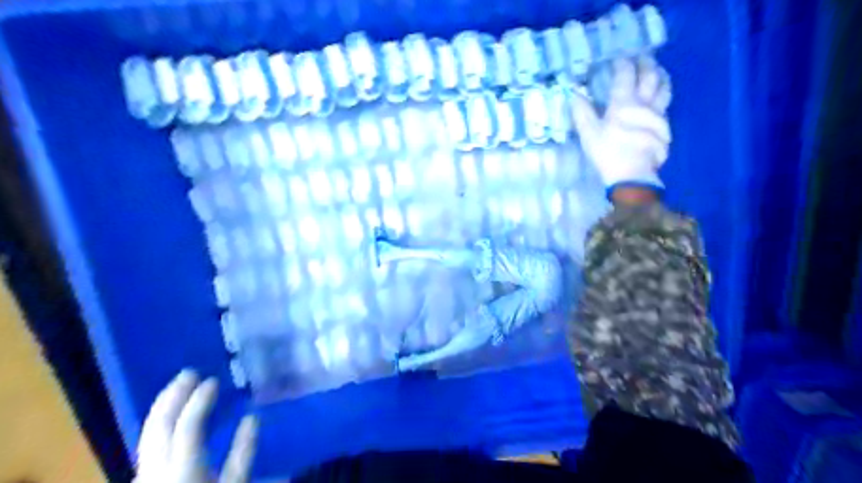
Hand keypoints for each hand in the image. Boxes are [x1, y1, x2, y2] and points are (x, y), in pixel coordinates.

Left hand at [134, 372, 255, 480]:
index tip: (212, 380)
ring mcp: (145, 474)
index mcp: (183, 470)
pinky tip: (171, 416)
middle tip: (189, 372)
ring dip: (163, 405)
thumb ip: (244, 452)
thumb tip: (253, 417)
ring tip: (180, 386)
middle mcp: (156, 469)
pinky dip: (161, 421)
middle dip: (173, 395)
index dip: (199, 399)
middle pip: (158, 425)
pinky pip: (149, 442)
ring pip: (147, 433)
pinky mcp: (143, 478)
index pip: (188, 425)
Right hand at [572, 57, 673, 188]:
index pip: (625, 75)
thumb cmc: (607, 152)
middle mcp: (645, 103)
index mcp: (624, 102)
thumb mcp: (589, 133)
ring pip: (664, 90)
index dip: (623, 64)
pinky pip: (666, 107)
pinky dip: (663, 98)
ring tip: (659, 72)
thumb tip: (574, 93)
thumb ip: (582, 111)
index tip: (620, 57)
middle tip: (643, 57)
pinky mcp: (665, 129)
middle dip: (646, 64)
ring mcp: (658, 116)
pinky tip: (660, 101)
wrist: (632, 174)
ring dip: (661, 78)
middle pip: (650, 77)